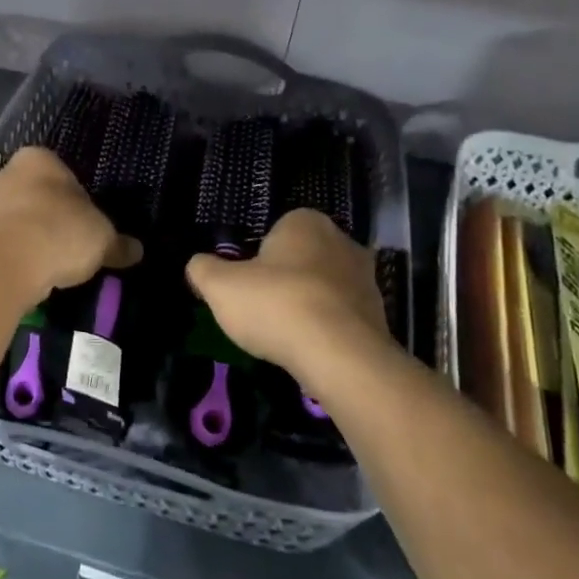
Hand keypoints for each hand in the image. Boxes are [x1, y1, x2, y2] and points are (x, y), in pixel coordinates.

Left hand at [0, 148, 140, 304]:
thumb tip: (136, 250)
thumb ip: (118, 243)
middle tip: (67, 246)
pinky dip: (10, 256)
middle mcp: (4, 172)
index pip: (63, 174)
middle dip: (48, 216)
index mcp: (38, 158)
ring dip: (26, 236)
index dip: (77, 200)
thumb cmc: (60, 233)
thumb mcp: (102, 239)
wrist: (5, 265)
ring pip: (12, 218)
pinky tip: (25, 275)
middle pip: (34, 194)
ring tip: (47, 266)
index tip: (85, 225)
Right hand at [186, 209, 390, 374]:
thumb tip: (198, 265)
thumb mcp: (219, 286)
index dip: (256, 257)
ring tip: (283, 333)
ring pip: (323, 287)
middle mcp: (342, 241)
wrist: (340, 356)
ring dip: (305, 304)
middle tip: (260, 307)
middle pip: (301, 258)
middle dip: (283, 279)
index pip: (275, 230)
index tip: (244, 284)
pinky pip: (341, 316)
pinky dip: (325, 328)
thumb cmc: (276, 305)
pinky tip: (308, 348)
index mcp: (306, 222)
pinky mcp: (379, 315)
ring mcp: (366, 278)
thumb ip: (203, 269)